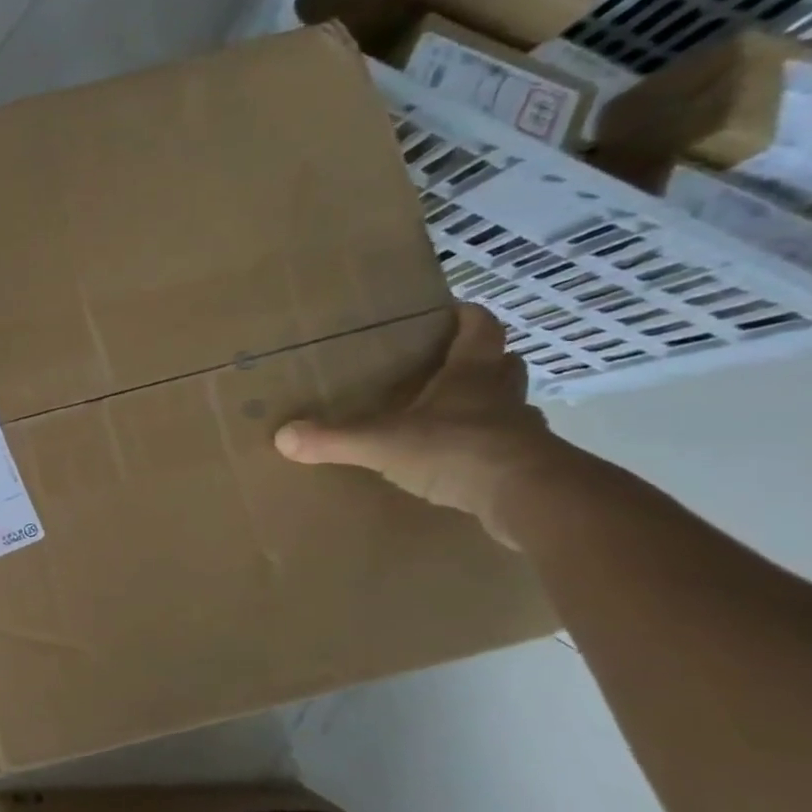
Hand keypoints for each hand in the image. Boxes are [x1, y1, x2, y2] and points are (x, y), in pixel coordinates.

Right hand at [274, 303, 572, 546]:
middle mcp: (502, 395)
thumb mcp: (382, 444)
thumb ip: (333, 439)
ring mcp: (522, 432)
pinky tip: (460, 463)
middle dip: (481, 361)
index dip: (467, 317)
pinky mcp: (529, 467)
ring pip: (508, 406)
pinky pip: (507, 449)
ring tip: (450, 416)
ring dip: (487, 407)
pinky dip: (487, 449)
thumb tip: (281, 436)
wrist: (531, 499)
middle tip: (447, 366)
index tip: (450, 311)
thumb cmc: (457, 451)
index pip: (480, 328)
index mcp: (472, 375)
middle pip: (502, 364)